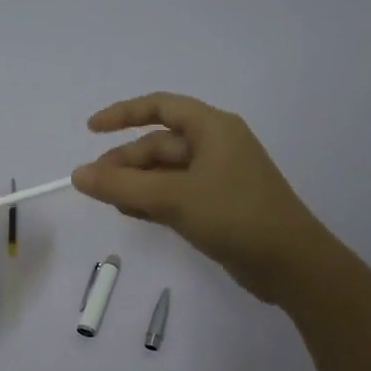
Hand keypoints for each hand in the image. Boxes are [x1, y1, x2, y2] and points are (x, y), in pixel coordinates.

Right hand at [71, 93, 329, 304]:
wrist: (292, 264)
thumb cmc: (235, 216)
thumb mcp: (173, 198)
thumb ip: (122, 187)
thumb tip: (78, 175)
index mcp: (212, 128)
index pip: (160, 107)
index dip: (123, 114)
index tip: (91, 129)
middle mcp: (215, 146)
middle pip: (160, 144)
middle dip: (125, 162)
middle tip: (94, 185)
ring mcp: (218, 177)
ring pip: (166, 172)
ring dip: (136, 183)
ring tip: (110, 203)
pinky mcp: (219, 205)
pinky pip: (176, 193)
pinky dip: (153, 200)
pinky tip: (132, 213)